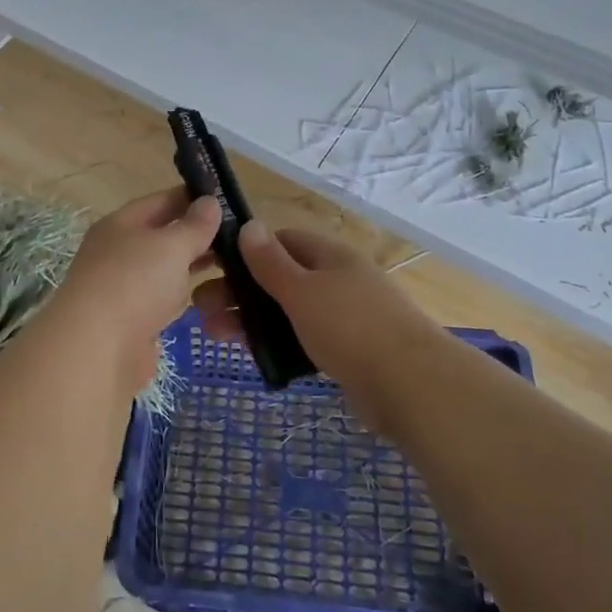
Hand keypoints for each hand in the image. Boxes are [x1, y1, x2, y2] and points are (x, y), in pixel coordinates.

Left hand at [46, 190, 221, 394]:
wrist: (97, 350)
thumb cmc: (134, 283)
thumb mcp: (171, 245)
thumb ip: (194, 225)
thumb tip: (209, 202)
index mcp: (121, 224)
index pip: (161, 201)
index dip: (192, 198)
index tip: (227, 201)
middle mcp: (118, 251)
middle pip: (162, 235)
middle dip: (197, 235)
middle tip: (239, 237)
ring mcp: (122, 287)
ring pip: (164, 269)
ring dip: (192, 266)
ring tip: (233, 265)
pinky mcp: (131, 321)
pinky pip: (163, 299)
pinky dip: (182, 295)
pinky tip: (207, 297)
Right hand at [192, 223, 446, 428]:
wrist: (410, 385)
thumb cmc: (350, 326)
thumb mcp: (302, 289)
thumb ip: (271, 262)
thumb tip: (248, 225)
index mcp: (329, 255)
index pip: (281, 241)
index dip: (246, 251)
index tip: (213, 268)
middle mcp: (337, 280)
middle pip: (281, 277)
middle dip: (241, 291)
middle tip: (201, 310)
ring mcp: (345, 316)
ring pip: (289, 311)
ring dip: (254, 320)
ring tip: (216, 336)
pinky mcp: (347, 351)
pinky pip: (303, 339)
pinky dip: (279, 343)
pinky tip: (255, 356)